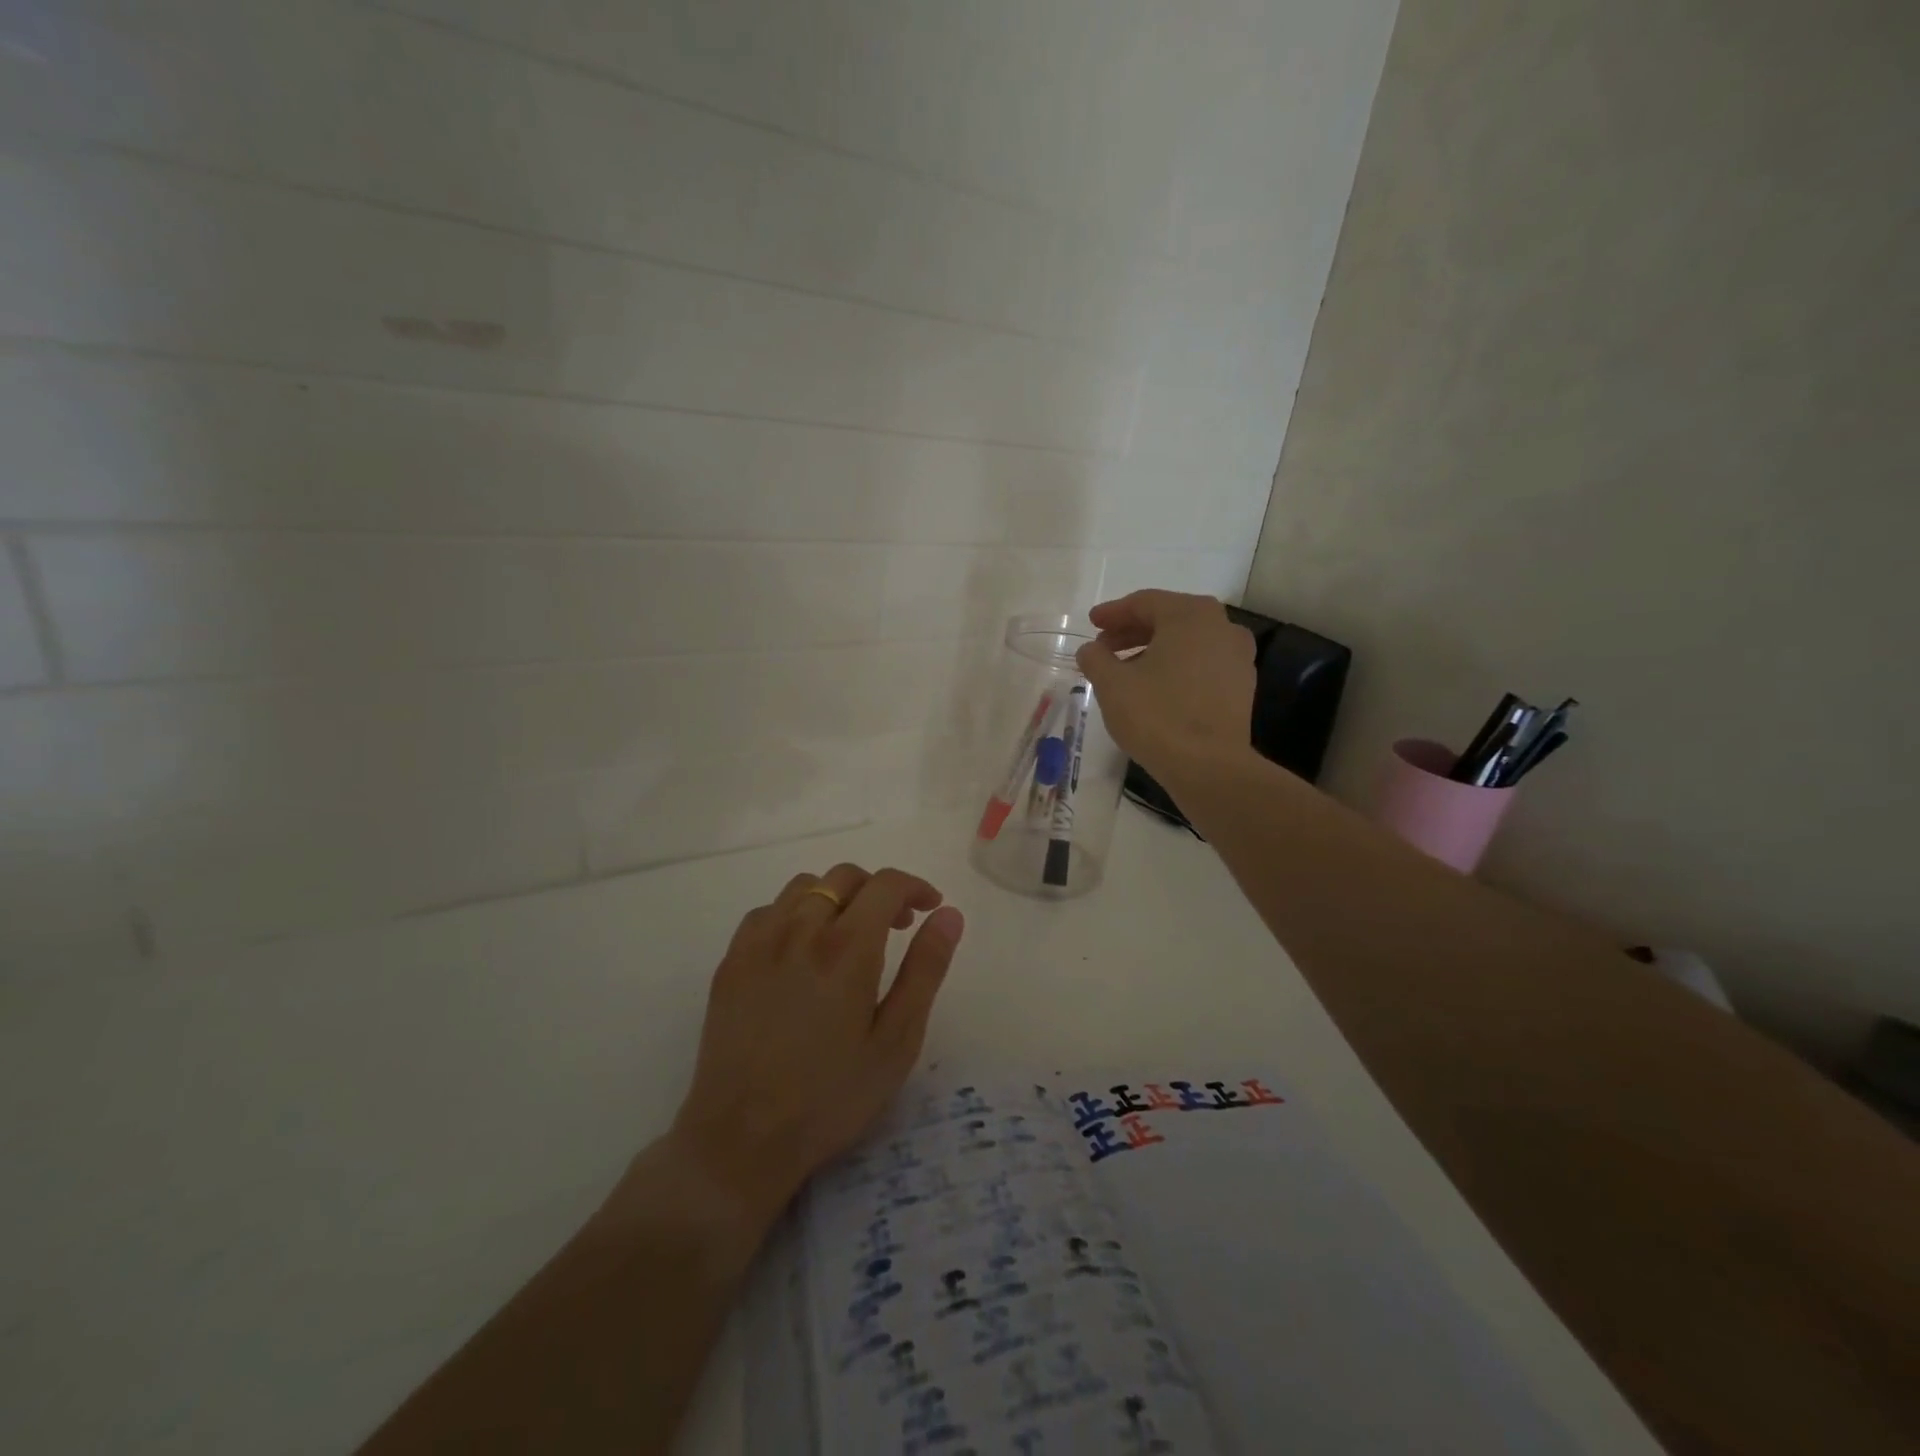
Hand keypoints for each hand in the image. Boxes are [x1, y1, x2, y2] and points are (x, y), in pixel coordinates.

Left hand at [659, 864, 964, 1227]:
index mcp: (846, 948)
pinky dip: (796, 913)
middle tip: (895, 927)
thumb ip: (925, 969)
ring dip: (837, 897)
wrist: (740, 1141)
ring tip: (849, 935)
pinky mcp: (731, 961)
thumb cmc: (831, 1097)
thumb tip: (948, 915)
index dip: (915, 887)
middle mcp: (800, 930)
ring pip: (805, 886)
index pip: (886, 885)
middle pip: (844, 877)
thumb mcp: (896, 1041)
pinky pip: (768, 911)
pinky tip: (801, 950)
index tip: (930, 908)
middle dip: (878, 890)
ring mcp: (758, 942)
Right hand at [1075, 590, 1257, 774]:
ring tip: (1125, 671)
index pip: (1144, 603)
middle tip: (1104, 647)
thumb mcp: (1111, 684)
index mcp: (1190, 615)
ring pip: (1187, 642)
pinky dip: (1176, 667)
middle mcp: (1221, 626)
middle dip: (1132, 631)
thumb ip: (1095, 658)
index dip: (1113, 613)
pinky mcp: (1242, 686)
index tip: (1091, 624)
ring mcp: (1237, 656)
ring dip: (1153, 650)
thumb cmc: (1156, 715)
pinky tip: (1155, 688)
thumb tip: (1090, 650)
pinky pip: (1202, 664)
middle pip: (1168, 619)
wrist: (1208, 766)